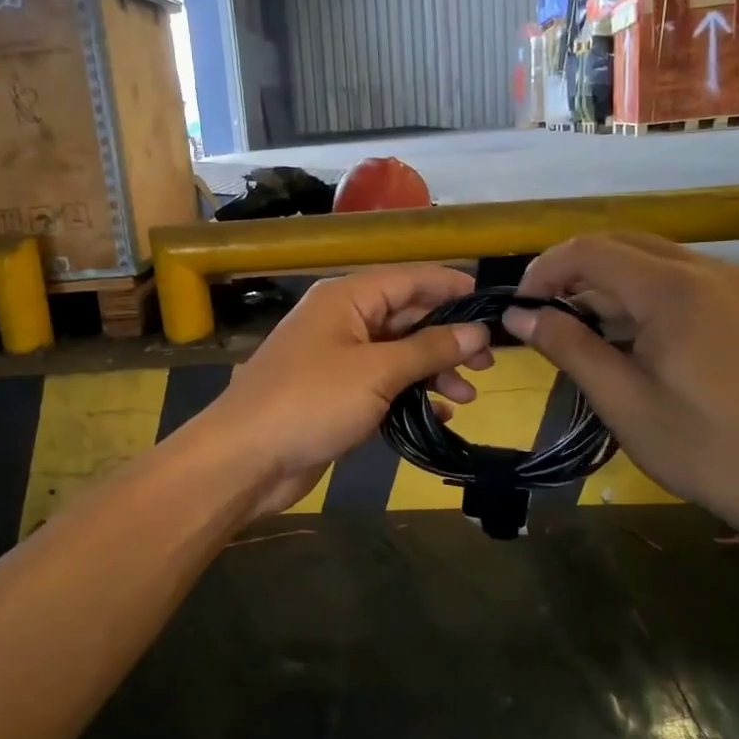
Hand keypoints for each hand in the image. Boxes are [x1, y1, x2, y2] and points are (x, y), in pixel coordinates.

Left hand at [200, 266, 494, 514]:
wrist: (245, 459)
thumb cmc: (310, 403)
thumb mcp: (376, 372)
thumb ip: (429, 349)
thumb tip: (477, 331)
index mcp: (347, 298)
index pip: (409, 279)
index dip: (451, 287)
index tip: (493, 304)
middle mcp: (343, 321)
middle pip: (407, 318)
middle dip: (448, 338)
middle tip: (490, 362)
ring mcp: (339, 361)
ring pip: (399, 355)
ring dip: (434, 372)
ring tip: (469, 396)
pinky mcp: (337, 397)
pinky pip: (384, 387)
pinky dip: (411, 398)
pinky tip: (439, 416)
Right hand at [503, 234, 738, 542]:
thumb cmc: (700, 446)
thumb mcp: (621, 399)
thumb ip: (567, 346)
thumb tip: (518, 316)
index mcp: (674, 290)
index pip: (591, 250)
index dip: (545, 270)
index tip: (519, 307)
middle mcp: (706, 271)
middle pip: (620, 244)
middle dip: (571, 271)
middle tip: (539, 314)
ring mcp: (730, 286)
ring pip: (648, 260)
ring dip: (604, 283)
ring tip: (572, 328)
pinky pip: (675, 280)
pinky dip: (637, 295)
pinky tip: (620, 334)